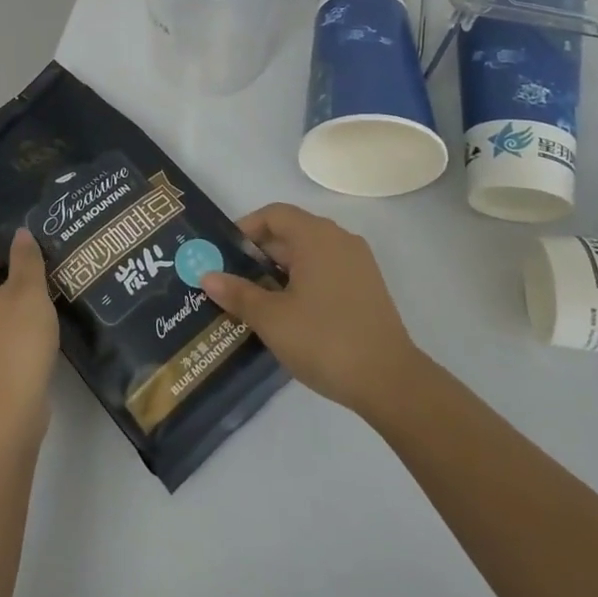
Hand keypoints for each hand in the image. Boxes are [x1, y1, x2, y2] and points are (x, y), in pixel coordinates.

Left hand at [0, 230, 58, 443]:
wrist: (4, 414)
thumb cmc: (15, 342)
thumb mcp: (29, 292)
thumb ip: (26, 259)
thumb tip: (19, 235)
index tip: (24, 265)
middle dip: (2, 278)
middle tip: (34, 283)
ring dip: (3, 306)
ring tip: (35, 310)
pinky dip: (0, 330)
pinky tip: (27, 338)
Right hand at [201, 202, 421, 418]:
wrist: (390, 381)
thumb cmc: (324, 339)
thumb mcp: (271, 318)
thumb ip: (238, 293)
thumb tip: (207, 276)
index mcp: (316, 236)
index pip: (274, 215)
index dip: (246, 229)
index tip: (225, 254)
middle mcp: (339, 239)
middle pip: (291, 232)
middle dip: (260, 253)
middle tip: (233, 280)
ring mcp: (358, 263)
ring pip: (309, 253)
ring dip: (281, 269)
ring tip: (257, 299)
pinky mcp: (368, 287)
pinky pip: (327, 270)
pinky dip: (304, 281)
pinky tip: (290, 312)